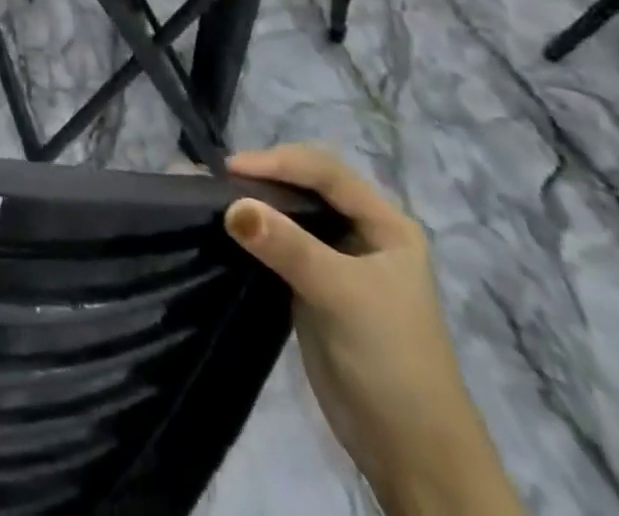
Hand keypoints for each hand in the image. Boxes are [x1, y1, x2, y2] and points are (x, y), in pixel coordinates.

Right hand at [225, 146, 522, 515]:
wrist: (411, 456)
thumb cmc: (392, 360)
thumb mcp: (343, 294)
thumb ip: (289, 247)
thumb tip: (231, 206)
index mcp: (385, 223)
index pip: (325, 172)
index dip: (279, 162)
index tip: (230, 169)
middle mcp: (361, 232)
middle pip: (305, 186)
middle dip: (262, 177)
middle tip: (213, 176)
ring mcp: (335, 259)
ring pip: (288, 214)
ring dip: (253, 203)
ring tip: (207, 192)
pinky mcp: (311, 286)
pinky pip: (277, 245)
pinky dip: (252, 233)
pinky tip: (222, 226)